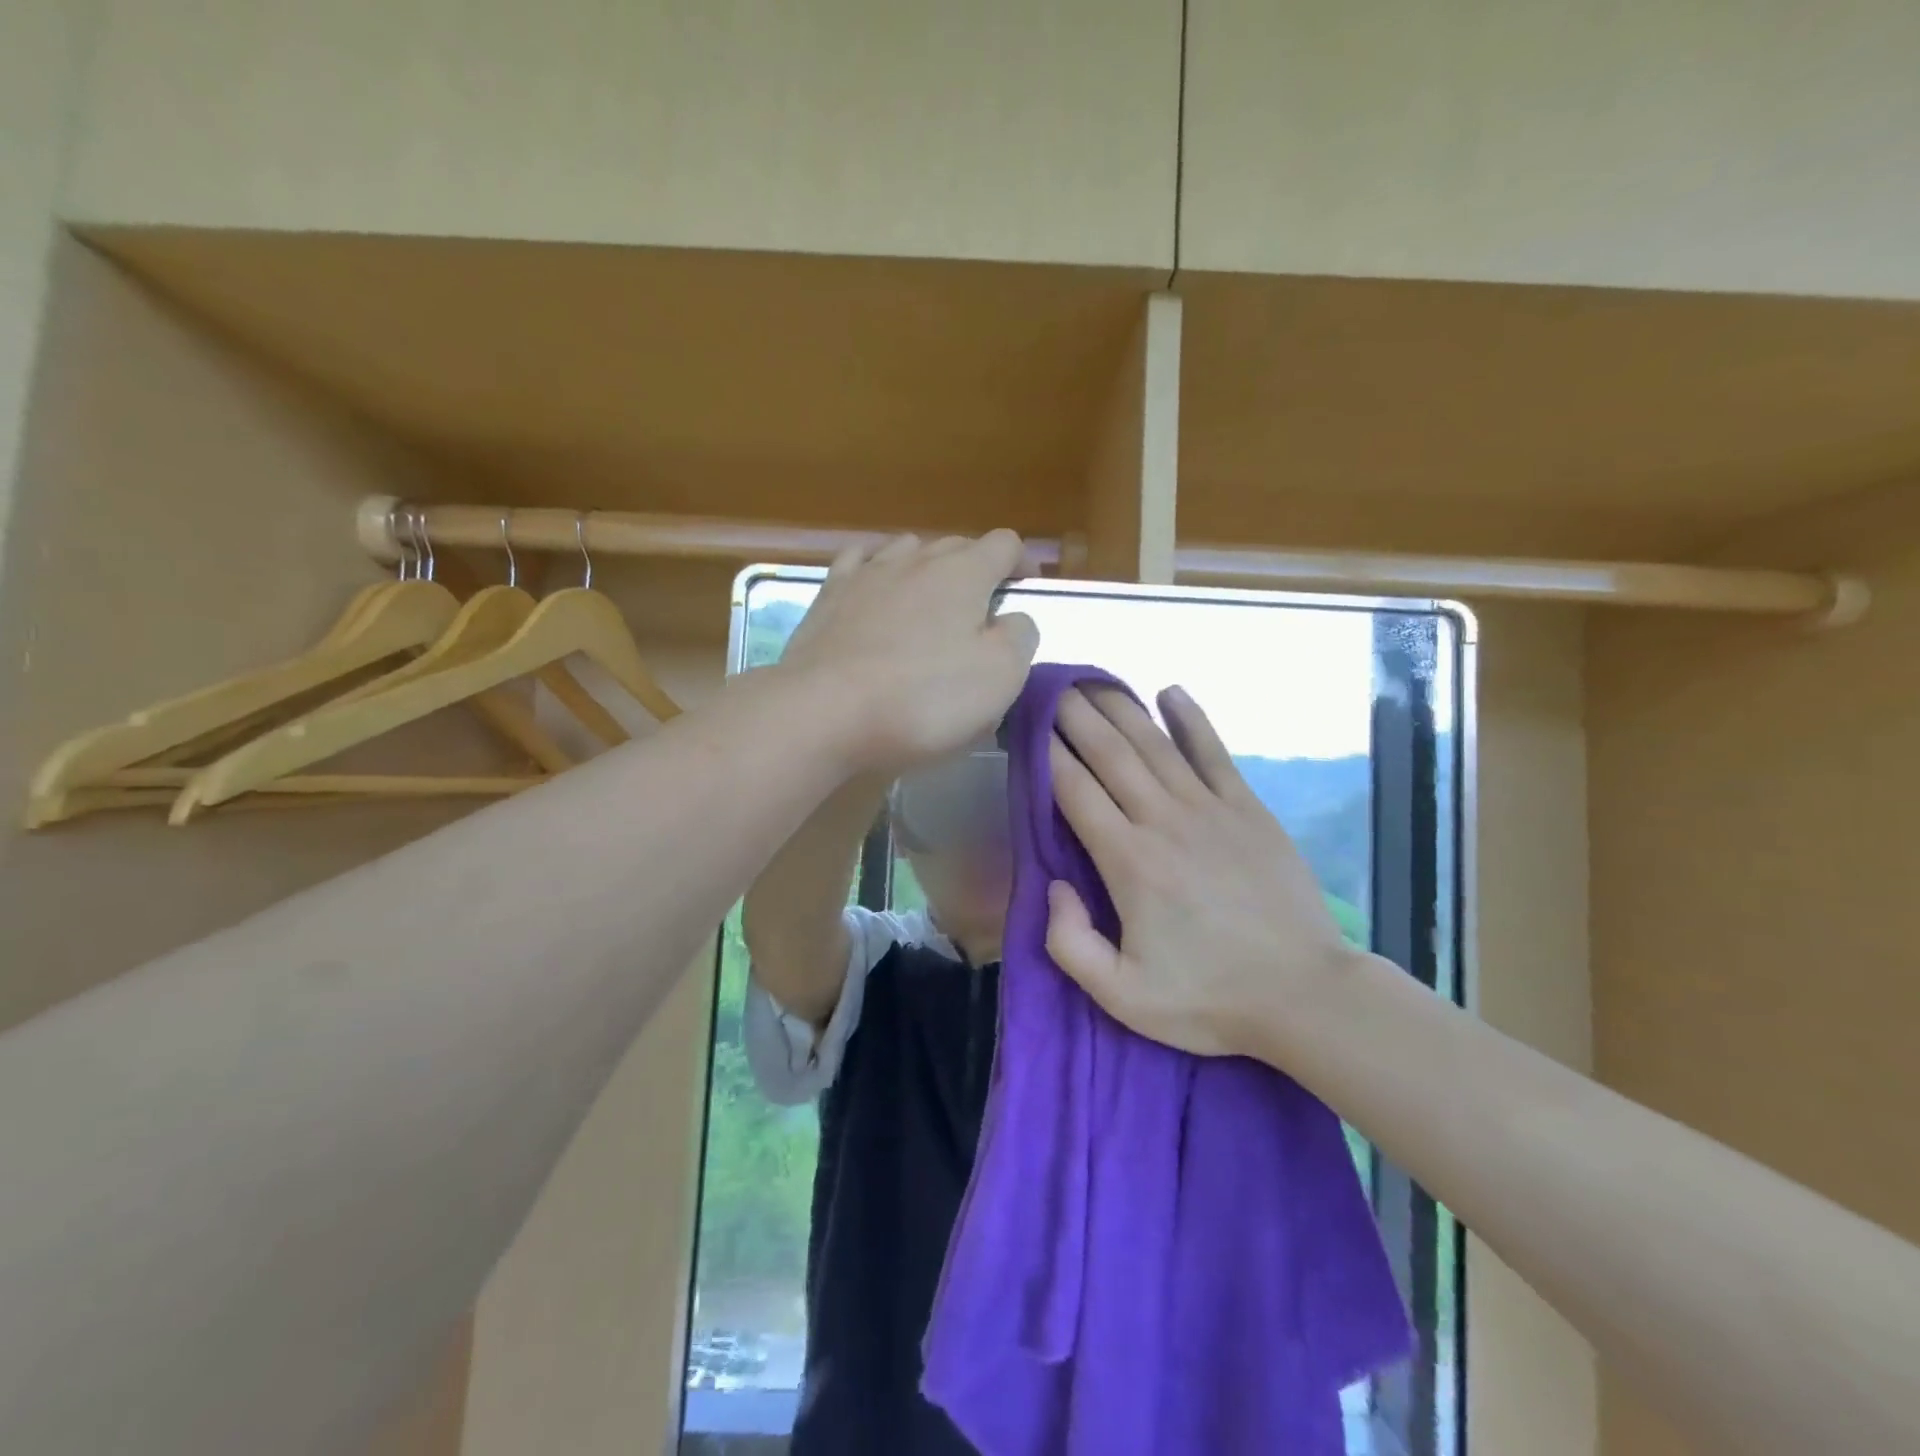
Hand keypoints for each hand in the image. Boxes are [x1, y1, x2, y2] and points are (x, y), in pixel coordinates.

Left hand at [778, 532, 1039, 774]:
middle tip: (981, 613)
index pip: (1004, 544)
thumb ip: (1020, 637)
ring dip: (926, 569)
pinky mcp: (828, 597)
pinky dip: (876, 570)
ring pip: (907, 550)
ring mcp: (866, 573)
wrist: (824, 713)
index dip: (1021, 563)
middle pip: (956, 546)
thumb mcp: (1000, 677)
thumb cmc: (923, 699)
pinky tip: (875, 588)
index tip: (1025, 590)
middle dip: (977, 570)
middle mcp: (915, 559)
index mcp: (964, 573)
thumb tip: (1013, 619)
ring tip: (929, 603)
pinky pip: (858, 562)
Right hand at [1044, 685, 1359, 1058]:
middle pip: (1110, 754)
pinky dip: (1191, 718)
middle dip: (1075, 716)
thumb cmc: (1209, 999)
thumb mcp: (1122, 997)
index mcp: (1128, 862)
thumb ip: (1070, 943)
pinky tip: (1170, 690)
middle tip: (1050, 686)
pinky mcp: (1247, 809)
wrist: (1305, 995)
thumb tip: (1054, 885)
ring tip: (1092, 682)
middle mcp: (1163, 821)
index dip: (1047, 753)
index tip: (1027, 726)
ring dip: (1120, 708)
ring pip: (1155, 744)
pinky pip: (1213, 751)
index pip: (1075, 790)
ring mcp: (1209, 809)